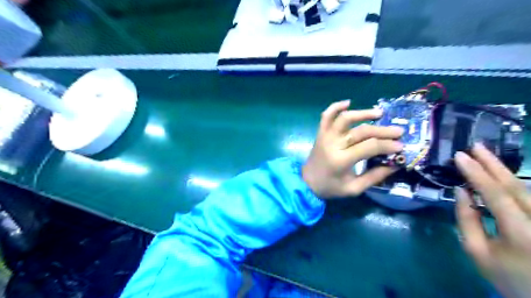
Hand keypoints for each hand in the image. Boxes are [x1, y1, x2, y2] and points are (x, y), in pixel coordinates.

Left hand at [301, 100, 404, 199]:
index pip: (369, 146)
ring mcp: (325, 136)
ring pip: (344, 118)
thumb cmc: (330, 188)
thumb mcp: (354, 188)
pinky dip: (335, 107)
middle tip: (398, 131)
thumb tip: (395, 164)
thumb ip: (374, 177)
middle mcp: (333, 144)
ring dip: (363, 113)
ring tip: (380, 113)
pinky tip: (348, 102)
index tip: (401, 146)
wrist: (306, 183)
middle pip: (361, 131)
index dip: (387, 145)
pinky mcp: (320, 133)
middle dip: (382, 131)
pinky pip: (326, 116)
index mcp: (341, 160)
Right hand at [454, 142, 530, 297]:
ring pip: (527, 188)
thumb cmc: (506, 275)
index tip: (459, 156)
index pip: (496, 194)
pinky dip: (514, 183)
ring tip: (484, 155)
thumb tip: (460, 191)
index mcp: (521, 233)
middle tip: (475, 146)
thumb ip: (466, 219)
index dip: (476, 172)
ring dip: (502, 170)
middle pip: (516, 186)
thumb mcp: (476, 251)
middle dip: (493, 163)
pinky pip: (530, 196)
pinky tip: (501, 174)